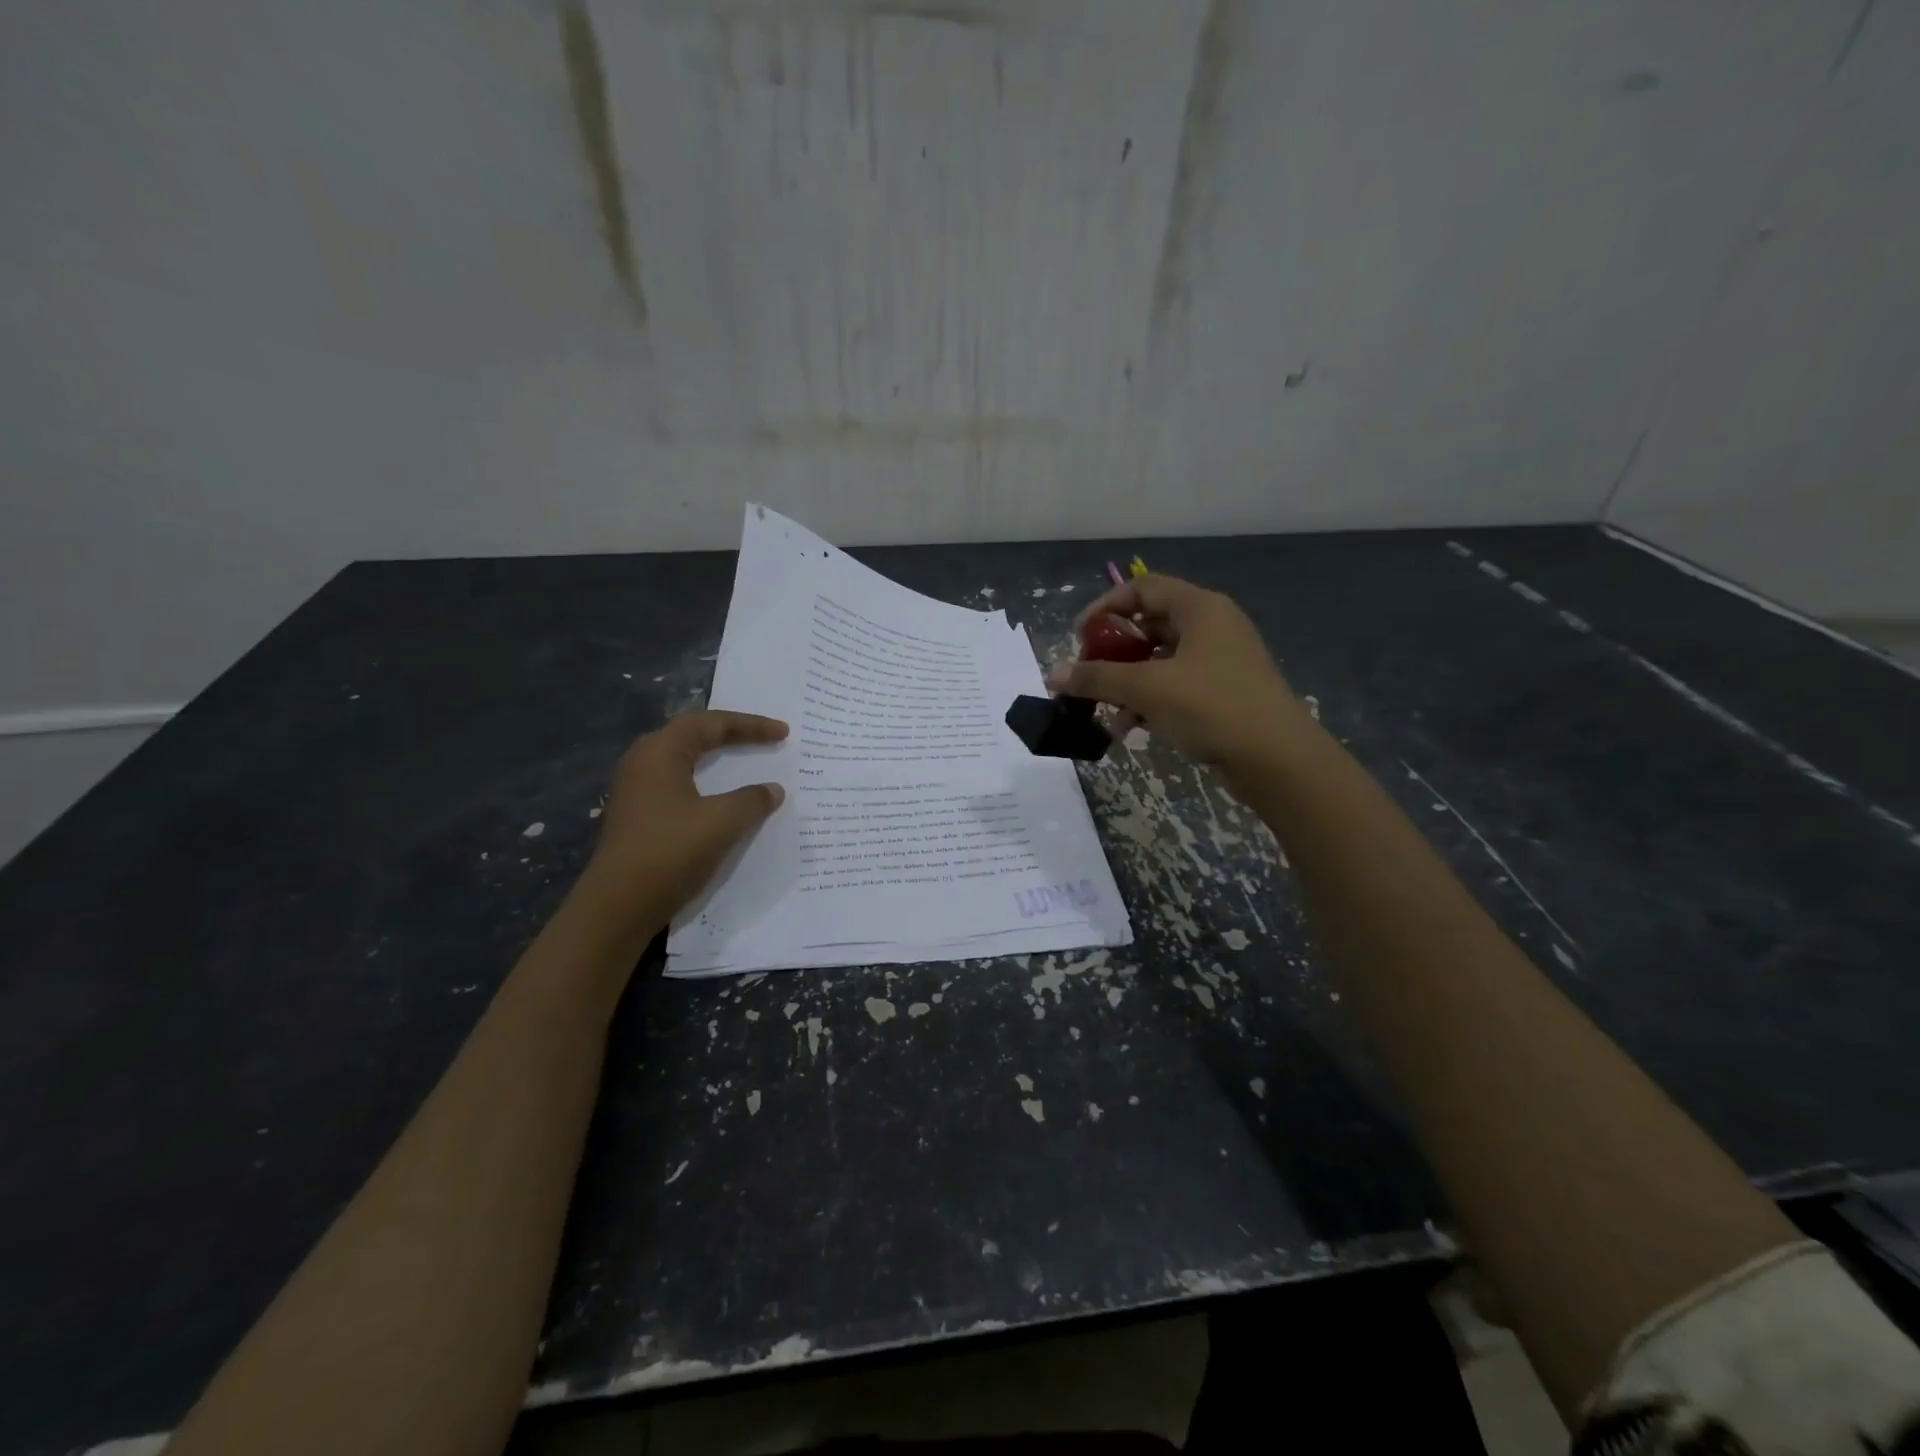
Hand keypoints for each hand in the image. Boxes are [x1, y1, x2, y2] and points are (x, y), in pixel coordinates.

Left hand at [581, 710, 788, 925]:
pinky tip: (720, 797)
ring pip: (683, 759)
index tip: (783, 733)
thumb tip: (772, 789)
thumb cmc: (670, 853)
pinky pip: (678, 782)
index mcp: (660, 751)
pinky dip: (705, 781)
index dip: (750, 725)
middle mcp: (643, 761)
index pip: (711, 723)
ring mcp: (636, 789)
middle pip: (693, 734)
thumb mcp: (722, 823)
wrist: (618, 907)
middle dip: (730, 733)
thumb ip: (752, 800)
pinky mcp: (637, 814)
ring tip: (744, 760)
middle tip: (764, 738)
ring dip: (715, 757)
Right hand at [1050, 574, 1309, 771]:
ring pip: (1160, 661)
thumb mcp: (1146, 689)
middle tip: (1088, 675)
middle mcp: (1212, 626)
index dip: (1105, 608)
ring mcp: (1220, 661)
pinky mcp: (1223, 693)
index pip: (1142, 588)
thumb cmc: (1211, 707)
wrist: (1277, 759)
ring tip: (1105, 712)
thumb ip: (1097, 678)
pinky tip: (1130, 729)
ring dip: (1127, 684)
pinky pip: (1175, 686)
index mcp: (1199, 608)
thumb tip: (1053, 674)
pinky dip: (1150, 701)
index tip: (1078, 638)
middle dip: (1113, 653)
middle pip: (1149, 625)